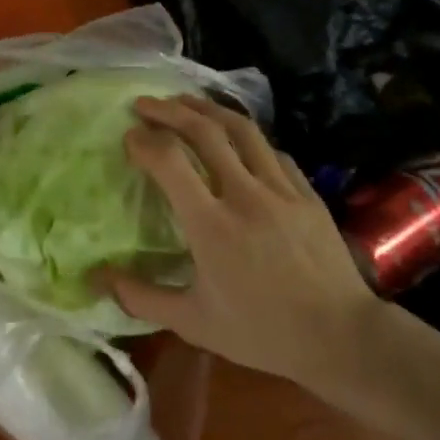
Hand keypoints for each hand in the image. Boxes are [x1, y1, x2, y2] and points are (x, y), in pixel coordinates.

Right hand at [94, 94, 379, 387]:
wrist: (341, 338)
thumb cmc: (263, 332)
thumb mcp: (194, 323)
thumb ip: (142, 298)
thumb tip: (98, 278)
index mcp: (212, 225)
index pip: (170, 161)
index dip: (144, 141)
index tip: (129, 137)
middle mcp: (244, 194)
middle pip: (204, 131)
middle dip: (169, 110)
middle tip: (145, 103)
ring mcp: (280, 188)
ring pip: (241, 129)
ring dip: (207, 109)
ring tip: (185, 102)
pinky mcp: (306, 192)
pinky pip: (272, 150)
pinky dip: (246, 136)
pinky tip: (236, 138)